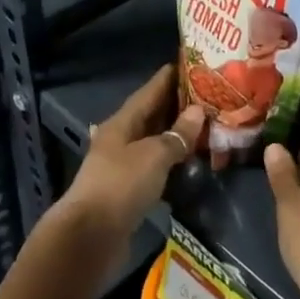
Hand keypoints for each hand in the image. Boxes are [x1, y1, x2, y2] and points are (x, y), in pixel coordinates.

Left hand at [56, 65, 204, 255]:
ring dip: (176, 133)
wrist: (90, 236)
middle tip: (208, 94)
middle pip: (151, 115)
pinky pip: (154, 164)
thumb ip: (177, 134)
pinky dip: (171, 159)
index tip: (191, 62)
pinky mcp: (128, 189)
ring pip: (153, 140)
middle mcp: (120, 138)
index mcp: (122, 122)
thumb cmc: (121, 185)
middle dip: (177, 104)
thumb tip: (198, 111)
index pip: (149, 91)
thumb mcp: (154, 155)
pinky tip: (189, 159)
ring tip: (205, 124)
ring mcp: (122, 165)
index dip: (169, 77)